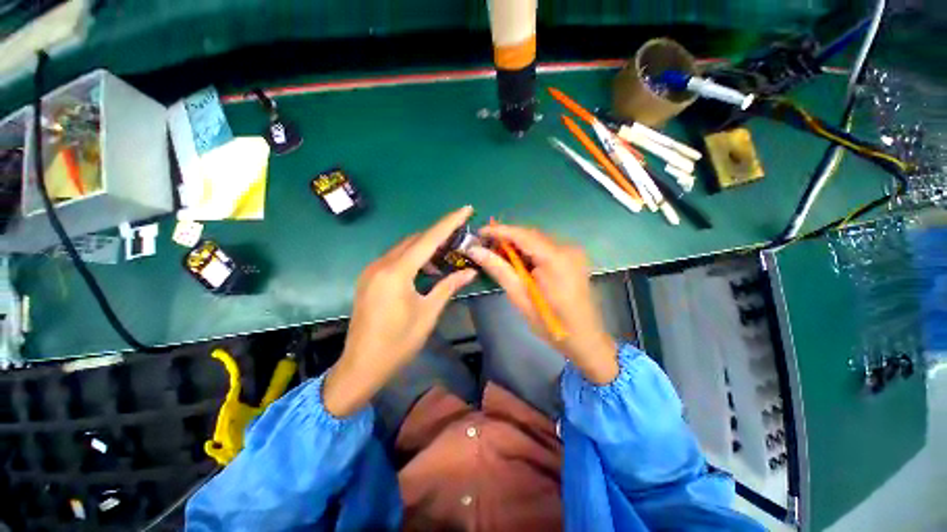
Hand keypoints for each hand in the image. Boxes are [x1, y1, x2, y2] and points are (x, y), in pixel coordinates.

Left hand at [323, 207, 477, 416]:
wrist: (361, 366)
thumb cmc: (398, 342)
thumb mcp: (428, 313)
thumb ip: (448, 286)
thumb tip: (470, 271)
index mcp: (396, 272)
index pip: (428, 239)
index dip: (449, 222)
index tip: (466, 208)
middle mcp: (381, 265)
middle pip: (415, 240)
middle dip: (439, 235)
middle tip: (460, 236)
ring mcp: (371, 271)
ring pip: (404, 248)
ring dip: (426, 248)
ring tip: (447, 255)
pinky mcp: (369, 278)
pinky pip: (395, 259)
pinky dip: (413, 258)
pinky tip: (426, 269)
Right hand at [466, 224, 617, 383]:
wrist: (585, 338)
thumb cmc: (551, 323)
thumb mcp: (520, 298)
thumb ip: (499, 270)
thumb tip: (476, 251)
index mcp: (556, 259)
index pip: (523, 235)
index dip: (499, 230)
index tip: (479, 232)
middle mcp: (568, 248)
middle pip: (531, 235)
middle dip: (506, 237)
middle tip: (484, 245)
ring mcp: (573, 252)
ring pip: (537, 240)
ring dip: (517, 244)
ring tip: (496, 253)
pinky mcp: (573, 257)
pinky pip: (546, 247)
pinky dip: (529, 251)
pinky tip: (517, 260)